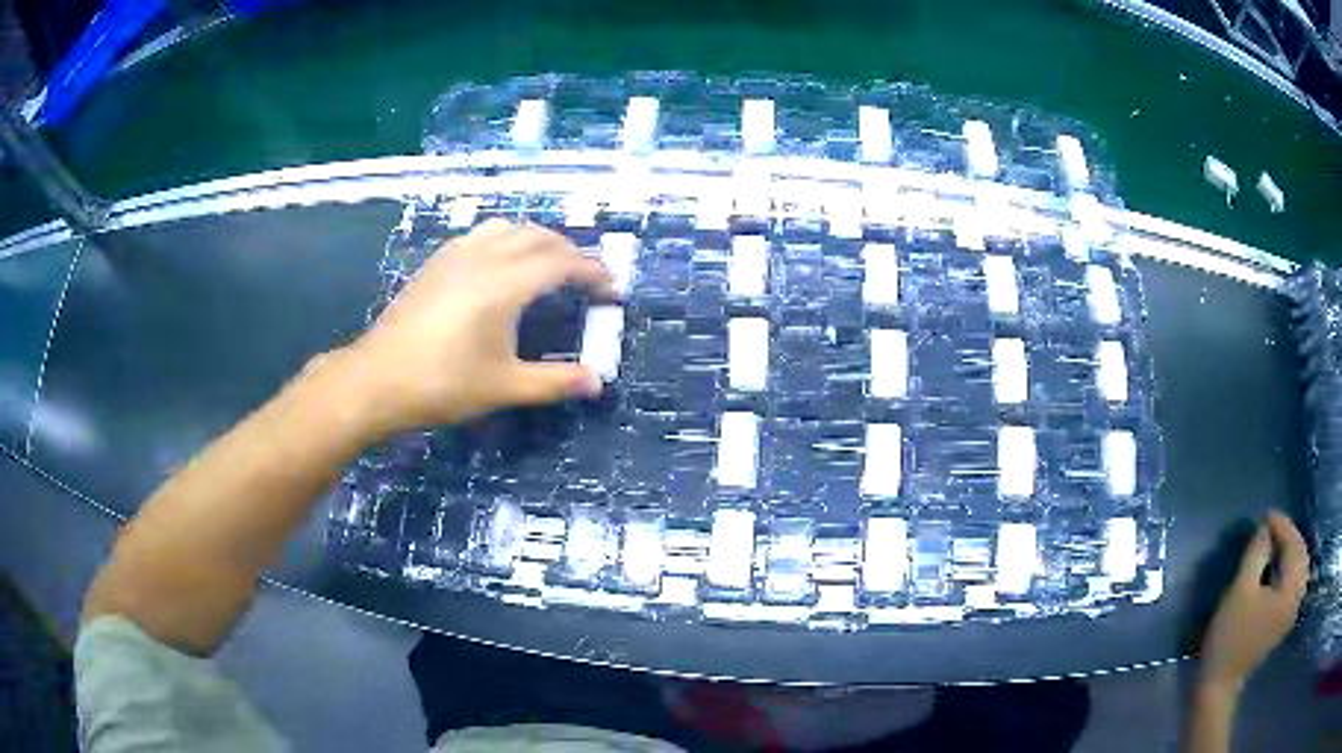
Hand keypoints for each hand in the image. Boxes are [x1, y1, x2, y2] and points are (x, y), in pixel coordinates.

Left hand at [337, 220, 612, 437]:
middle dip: (571, 253)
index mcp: (506, 283)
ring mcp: (456, 255)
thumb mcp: (505, 387)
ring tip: (548, 266)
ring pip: (509, 228)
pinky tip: (501, 265)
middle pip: (540, 237)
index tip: (611, 291)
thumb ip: (555, 382)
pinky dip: (506, 240)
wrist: (378, 379)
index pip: (563, 263)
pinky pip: (482, 234)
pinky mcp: (436, 262)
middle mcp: (485, 257)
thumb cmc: (443, 384)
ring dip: (538, 240)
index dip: (593, 273)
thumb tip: (597, 382)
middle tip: (587, 280)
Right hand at [1199, 510, 1309, 693]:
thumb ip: (1256, 554)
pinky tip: (1281, 565)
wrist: (1219, 684)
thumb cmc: (1228, 637)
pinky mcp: (1285, 619)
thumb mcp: (1239, 592)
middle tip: (1272, 526)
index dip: (1281, 526)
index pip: (1292, 546)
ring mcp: (1291, 611)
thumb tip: (1265, 528)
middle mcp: (1296, 599)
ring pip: (1300, 568)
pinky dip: (1291, 566)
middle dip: (1289, 535)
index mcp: (1289, 592)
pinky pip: (1296, 582)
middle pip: (1301, 555)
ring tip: (1277, 541)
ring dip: (1292, 550)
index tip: (1265, 515)